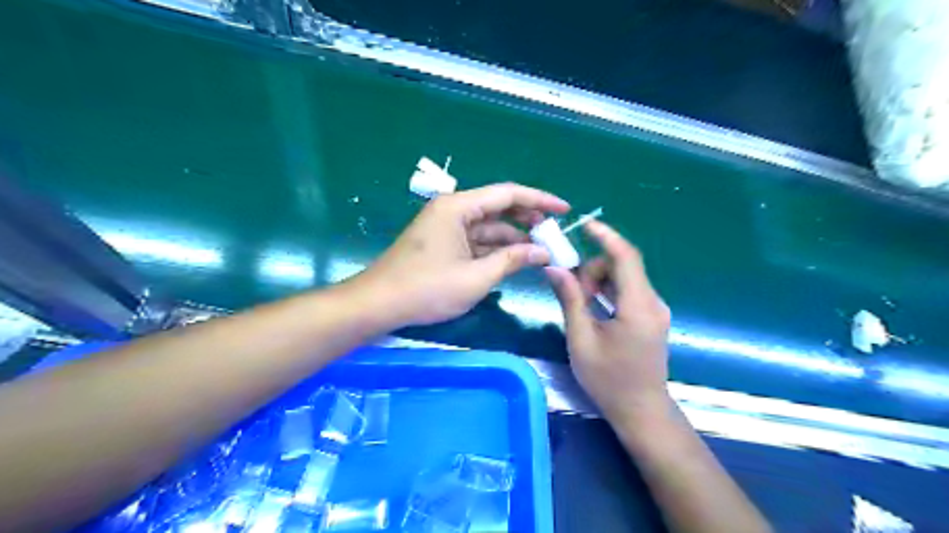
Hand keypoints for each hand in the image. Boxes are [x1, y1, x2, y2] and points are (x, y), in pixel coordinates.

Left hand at [354, 181, 561, 323]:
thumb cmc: (427, 288)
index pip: (508, 194)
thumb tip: (542, 252)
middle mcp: (453, 210)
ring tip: (541, 251)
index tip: (564, 209)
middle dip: (528, 221)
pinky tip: (514, 260)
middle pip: (499, 208)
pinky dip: (496, 250)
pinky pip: (477, 241)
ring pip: (489, 227)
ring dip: (513, 239)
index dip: (539, 200)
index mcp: (459, 207)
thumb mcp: (475, 277)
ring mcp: (447, 228)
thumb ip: (511, 260)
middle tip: (554, 234)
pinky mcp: (444, 245)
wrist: (379, 304)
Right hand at [545, 221, 669, 423]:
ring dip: (600, 281)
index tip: (585, 225)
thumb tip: (554, 268)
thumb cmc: (608, 380)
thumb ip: (570, 300)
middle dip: (594, 269)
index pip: (625, 257)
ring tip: (581, 304)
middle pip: (623, 266)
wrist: (641, 411)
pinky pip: (629, 292)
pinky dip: (609, 291)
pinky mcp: (652, 317)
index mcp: (638, 307)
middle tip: (573, 292)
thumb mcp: (581, 339)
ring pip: (625, 278)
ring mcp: (655, 310)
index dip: (606, 236)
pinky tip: (593, 307)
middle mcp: (653, 303)